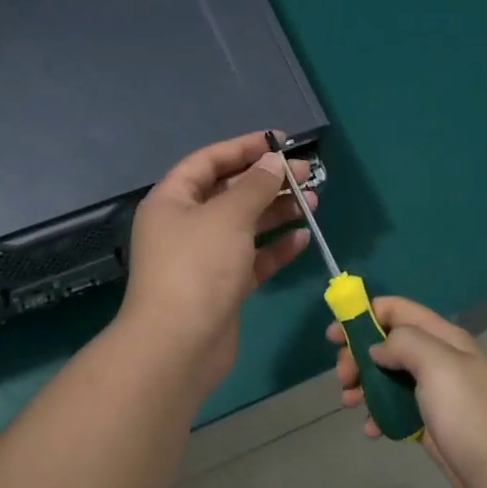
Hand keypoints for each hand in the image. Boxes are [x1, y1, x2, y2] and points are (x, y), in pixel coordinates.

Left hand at [119, 132, 316, 394]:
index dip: (243, 147)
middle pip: (230, 192)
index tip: (280, 141)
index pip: (208, 161)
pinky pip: (252, 259)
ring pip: (245, 226)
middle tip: (307, 174)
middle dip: (268, 181)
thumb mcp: (228, 216)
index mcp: (172, 200)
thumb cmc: (198, 267)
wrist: (178, 346)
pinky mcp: (222, 287)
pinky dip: (275, 248)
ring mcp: (203, 258)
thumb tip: (273, 161)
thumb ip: (255, 185)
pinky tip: (302, 238)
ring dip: (277, 212)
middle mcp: (184, 225)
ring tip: (314, 201)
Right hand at [331, 297, 486, 487]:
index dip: (363, 314)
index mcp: (444, 338)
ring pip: (388, 377)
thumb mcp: (439, 366)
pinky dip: (378, 415)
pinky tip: (370, 431)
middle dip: (359, 355)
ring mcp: (436, 395)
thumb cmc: (473, 417)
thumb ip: (403, 343)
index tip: (334, 336)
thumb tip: (377, 348)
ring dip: (364, 385)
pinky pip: (396, 411)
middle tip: (343, 378)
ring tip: (349, 403)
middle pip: (388, 343)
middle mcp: (439, 361)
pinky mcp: (432, 426)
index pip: (397, 310)